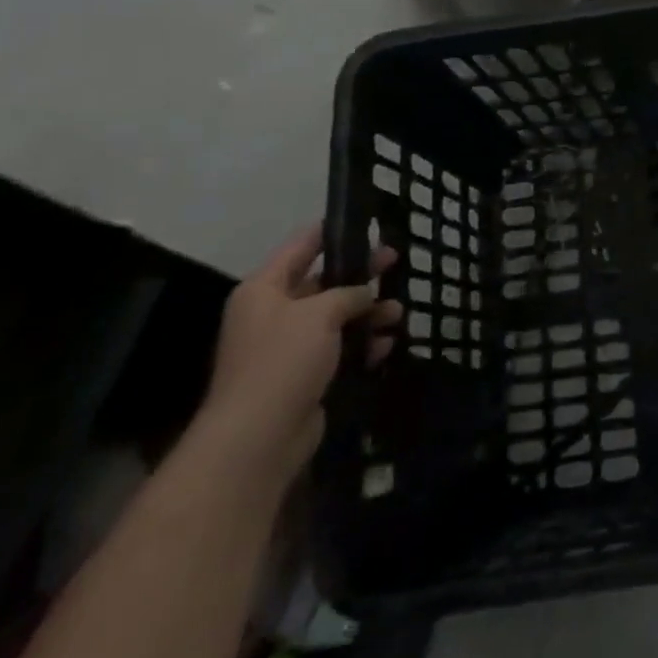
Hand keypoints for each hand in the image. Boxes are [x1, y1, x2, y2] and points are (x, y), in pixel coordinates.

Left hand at [196, 225, 399, 482]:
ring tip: (399, 313)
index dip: (331, 231)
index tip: (364, 221)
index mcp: (265, 289)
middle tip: (395, 259)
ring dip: (369, 313)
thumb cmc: (282, 361)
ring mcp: (289, 346)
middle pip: (323, 282)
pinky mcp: (305, 375)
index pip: (301, 246)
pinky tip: (387, 345)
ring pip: (337, 317)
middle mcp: (274, 313)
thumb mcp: (319, 313)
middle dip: (360, 274)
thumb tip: (365, 295)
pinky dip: (364, 344)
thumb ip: (348, 293)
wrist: (258, 437)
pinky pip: (340, 349)